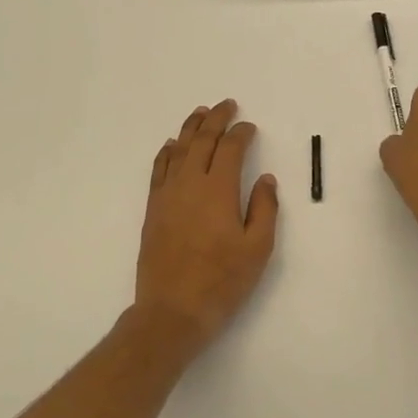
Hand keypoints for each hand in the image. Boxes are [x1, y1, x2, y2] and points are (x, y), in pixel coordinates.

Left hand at [135, 101, 279, 357]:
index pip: (230, 149)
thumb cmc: (222, 281)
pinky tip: (171, 145)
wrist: (172, 311)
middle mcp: (189, 184)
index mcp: (218, 190)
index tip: (250, 127)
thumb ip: (264, 208)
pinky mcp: (153, 210)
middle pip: (201, 141)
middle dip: (215, 119)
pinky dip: (167, 152)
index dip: (241, 134)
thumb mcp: (258, 248)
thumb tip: (265, 178)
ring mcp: (167, 196)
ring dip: (190, 128)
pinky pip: (158, 169)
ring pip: (178, 150)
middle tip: (226, 105)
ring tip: (200, 113)